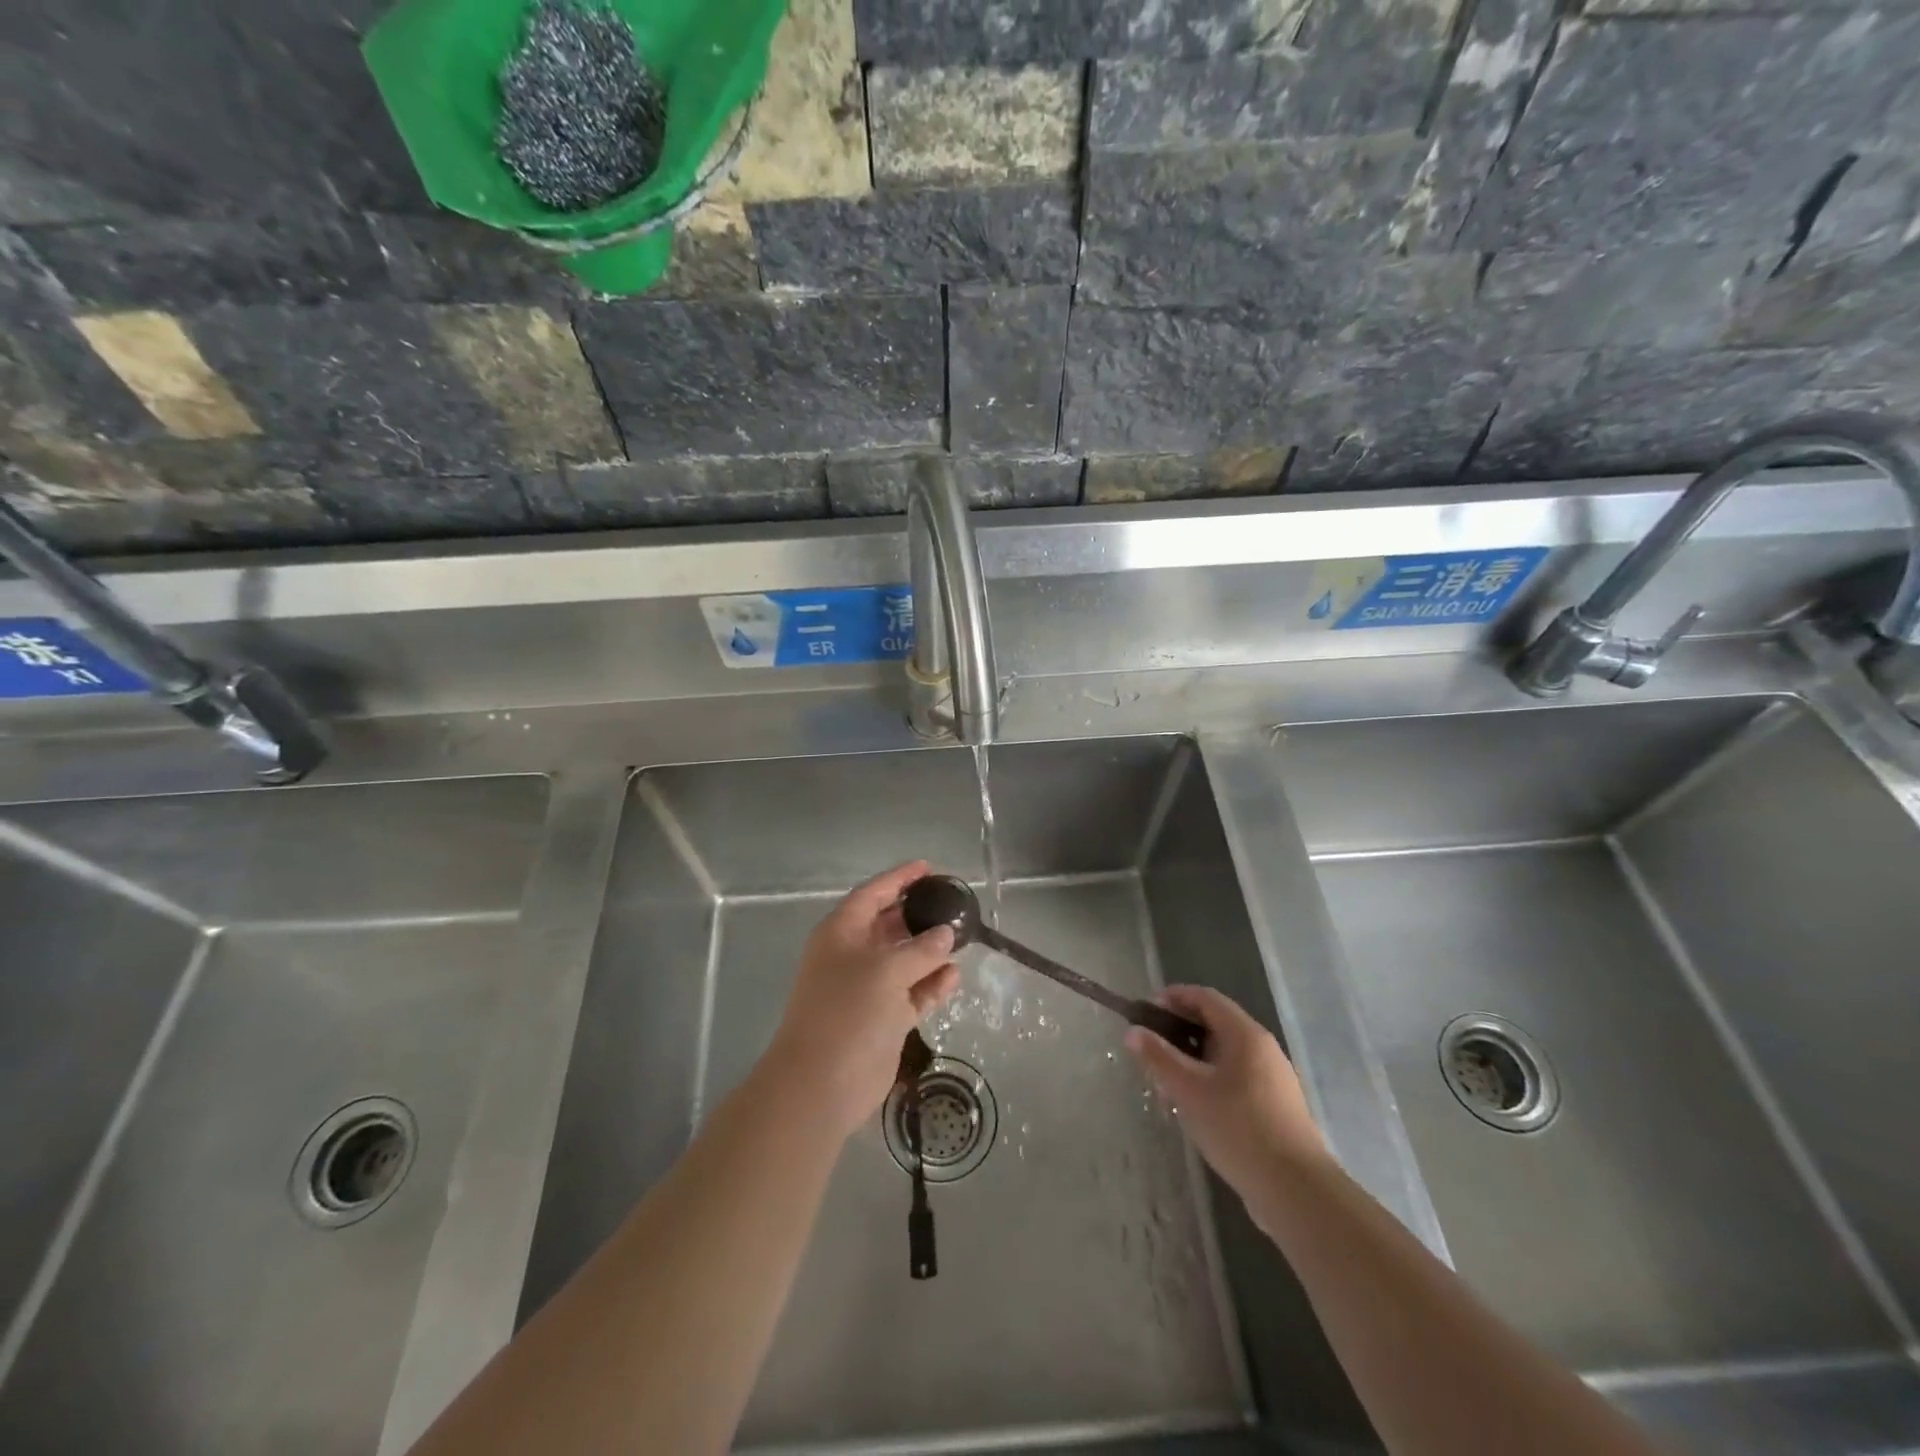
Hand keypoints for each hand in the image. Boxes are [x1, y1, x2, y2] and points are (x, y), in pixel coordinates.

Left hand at [766, 861, 959, 1139]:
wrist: (821, 1084)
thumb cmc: (847, 1012)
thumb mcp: (886, 971)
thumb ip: (921, 949)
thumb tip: (946, 933)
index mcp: (841, 933)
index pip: (873, 894)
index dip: (899, 878)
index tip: (928, 868)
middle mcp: (852, 955)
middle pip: (889, 925)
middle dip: (918, 914)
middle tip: (953, 903)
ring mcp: (867, 989)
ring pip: (904, 960)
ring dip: (930, 951)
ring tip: (963, 936)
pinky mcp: (882, 1019)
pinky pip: (912, 992)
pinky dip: (931, 984)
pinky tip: (955, 975)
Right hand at [1125, 985, 1329, 1201]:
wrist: (1296, 1190)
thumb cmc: (1238, 1128)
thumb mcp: (1189, 1091)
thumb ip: (1158, 1057)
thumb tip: (1133, 1031)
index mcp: (1245, 1034)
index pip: (1205, 997)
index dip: (1174, 997)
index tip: (1145, 1012)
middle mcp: (1262, 1048)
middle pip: (1215, 1024)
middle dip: (1179, 1032)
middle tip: (1151, 1051)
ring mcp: (1272, 1077)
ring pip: (1224, 1054)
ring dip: (1192, 1060)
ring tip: (1167, 1084)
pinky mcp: (1275, 1105)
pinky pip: (1235, 1077)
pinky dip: (1210, 1080)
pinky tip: (1195, 1108)